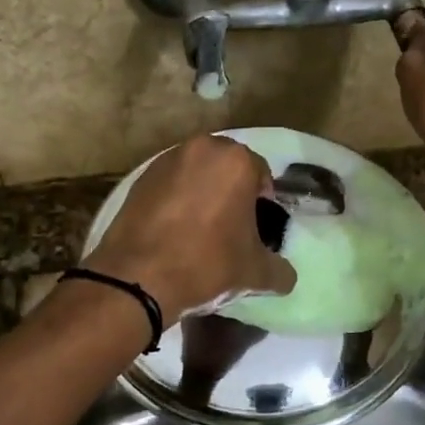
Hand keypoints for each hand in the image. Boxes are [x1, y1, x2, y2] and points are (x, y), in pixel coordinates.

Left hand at [87, 134, 296, 322]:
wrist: (139, 276)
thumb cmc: (207, 264)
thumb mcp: (255, 273)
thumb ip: (279, 270)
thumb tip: (286, 276)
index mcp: (236, 161)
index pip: (261, 174)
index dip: (263, 202)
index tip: (257, 228)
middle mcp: (202, 149)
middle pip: (227, 167)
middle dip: (232, 190)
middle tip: (231, 225)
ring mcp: (166, 160)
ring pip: (196, 172)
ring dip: (202, 191)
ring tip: (200, 228)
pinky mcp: (139, 177)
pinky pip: (169, 183)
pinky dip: (175, 198)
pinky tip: (174, 229)